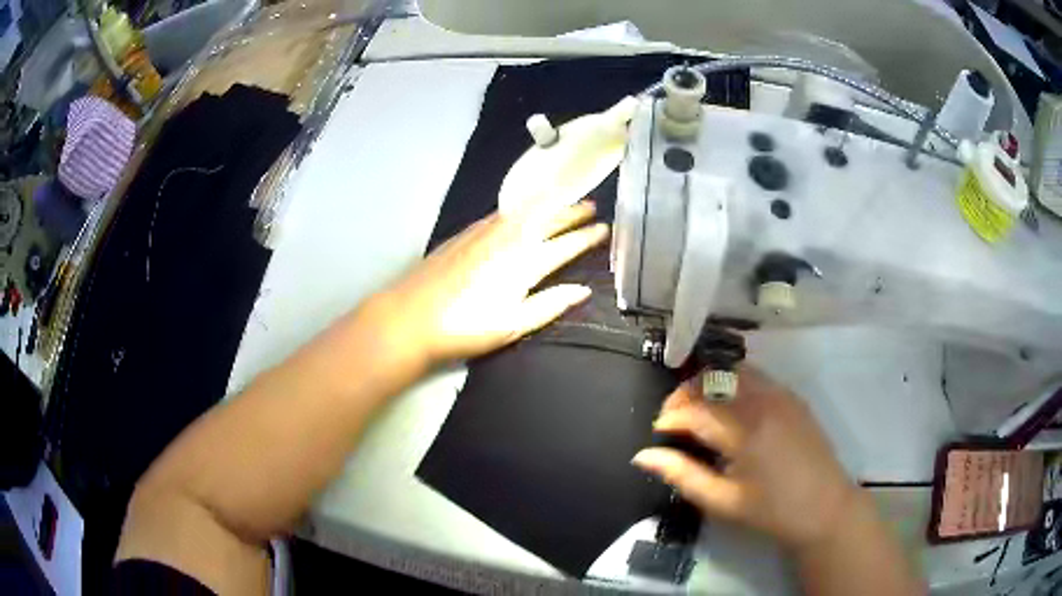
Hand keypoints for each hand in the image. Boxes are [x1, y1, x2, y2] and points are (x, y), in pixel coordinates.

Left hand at [369, 201, 608, 368]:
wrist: (412, 315)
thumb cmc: (465, 327)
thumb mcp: (513, 325)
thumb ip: (550, 305)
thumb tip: (583, 290)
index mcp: (525, 263)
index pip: (565, 244)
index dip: (587, 236)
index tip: (604, 228)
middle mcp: (509, 238)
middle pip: (548, 219)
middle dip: (573, 212)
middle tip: (592, 207)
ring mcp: (486, 231)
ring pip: (527, 210)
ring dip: (550, 205)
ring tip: (566, 202)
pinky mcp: (467, 232)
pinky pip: (504, 211)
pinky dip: (523, 206)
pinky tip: (523, 209)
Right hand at [632, 367, 858, 550]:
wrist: (825, 507)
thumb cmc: (771, 510)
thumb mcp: (721, 501)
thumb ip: (681, 474)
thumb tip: (643, 456)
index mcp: (744, 430)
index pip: (693, 408)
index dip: (669, 417)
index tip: (658, 433)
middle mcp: (762, 400)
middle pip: (712, 378)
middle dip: (685, 393)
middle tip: (674, 420)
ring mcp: (781, 394)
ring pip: (733, 370)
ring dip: (709, 384)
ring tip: (698, 411)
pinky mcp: (792, 396)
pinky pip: (755, 376)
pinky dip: (733, 383)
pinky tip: (730, 409)